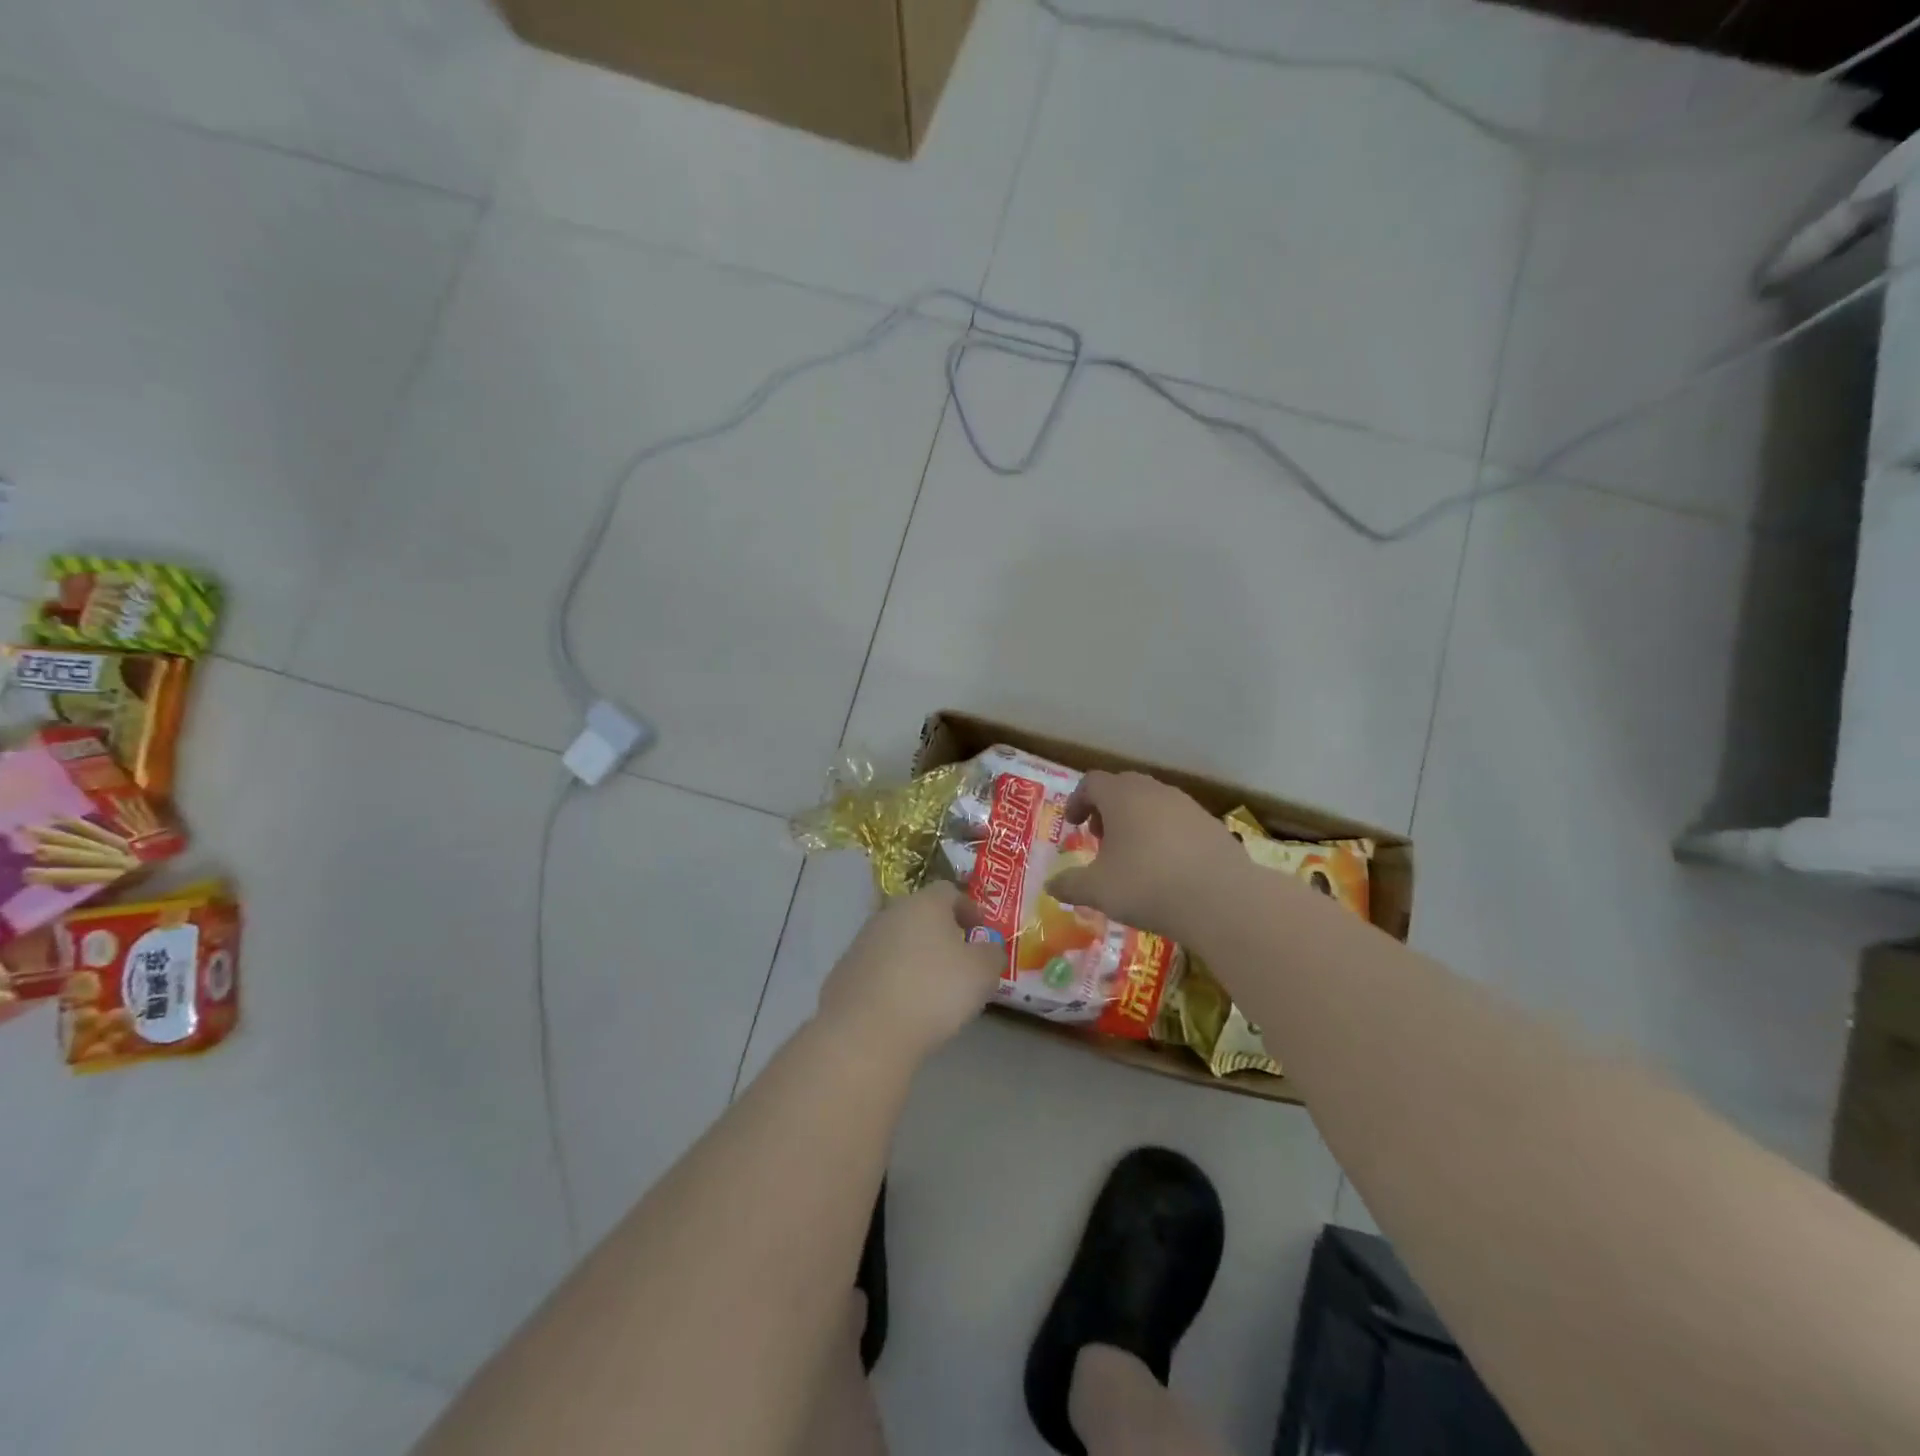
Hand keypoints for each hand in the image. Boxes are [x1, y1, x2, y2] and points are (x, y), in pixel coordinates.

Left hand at [817, 883, 1004, 1063]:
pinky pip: (877, 967)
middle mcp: (889, 914)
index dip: (968, 908)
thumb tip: (988, 947)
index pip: (949, 891)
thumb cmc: (933, 993)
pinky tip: (901, 1005)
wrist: (865, 1033)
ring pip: (896, 940)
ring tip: (931, 987)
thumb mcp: (982, 973)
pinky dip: (892, 978)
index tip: (981, 932)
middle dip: (940, 932)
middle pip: (920, 914)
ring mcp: (862, 942)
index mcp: (923, 904)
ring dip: (914, 955)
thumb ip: (992, 953)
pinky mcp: (843, 972)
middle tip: (959, 959)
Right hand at [1045, 770, 1245, 941]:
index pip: (1092, 782)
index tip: (1073, 824)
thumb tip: (1050, 886)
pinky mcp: (1211, 825)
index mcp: (1122, 796)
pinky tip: (1166, 867)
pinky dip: (1164, 834)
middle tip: (1100, 837)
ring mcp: (1187, 806)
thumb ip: (1070, 885)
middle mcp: (1154, 791)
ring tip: (1132, 854)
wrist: (1221, 899)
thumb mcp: (1098, 890)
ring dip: (1136, 821)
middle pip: (1124, 787)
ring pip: (1153, 802)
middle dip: (1107, 809)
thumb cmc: (1147, 885)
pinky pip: (1178, 821)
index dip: (1077, 800)